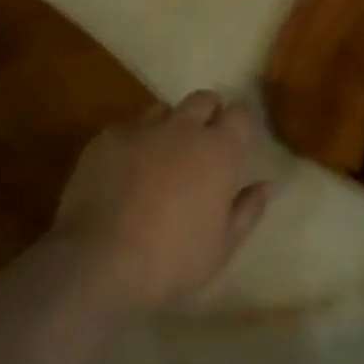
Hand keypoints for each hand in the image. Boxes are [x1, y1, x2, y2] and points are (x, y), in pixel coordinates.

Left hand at [51, 90, 271, 315]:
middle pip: (203, 99)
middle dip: (208, 113)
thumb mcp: (221, 248)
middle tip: (203, 143)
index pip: (241, 113)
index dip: (241, 122)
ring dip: (169, 125)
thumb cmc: (171, 262)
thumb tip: (265, 185)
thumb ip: (247, 211)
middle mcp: (183, 128)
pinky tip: (123, 172)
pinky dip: (132, 143)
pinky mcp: (105, 139)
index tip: (239, 138)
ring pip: (162, 109)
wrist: (98, 264)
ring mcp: (141, 130)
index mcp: (219, 151)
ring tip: (161, 155)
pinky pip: (126, 129)